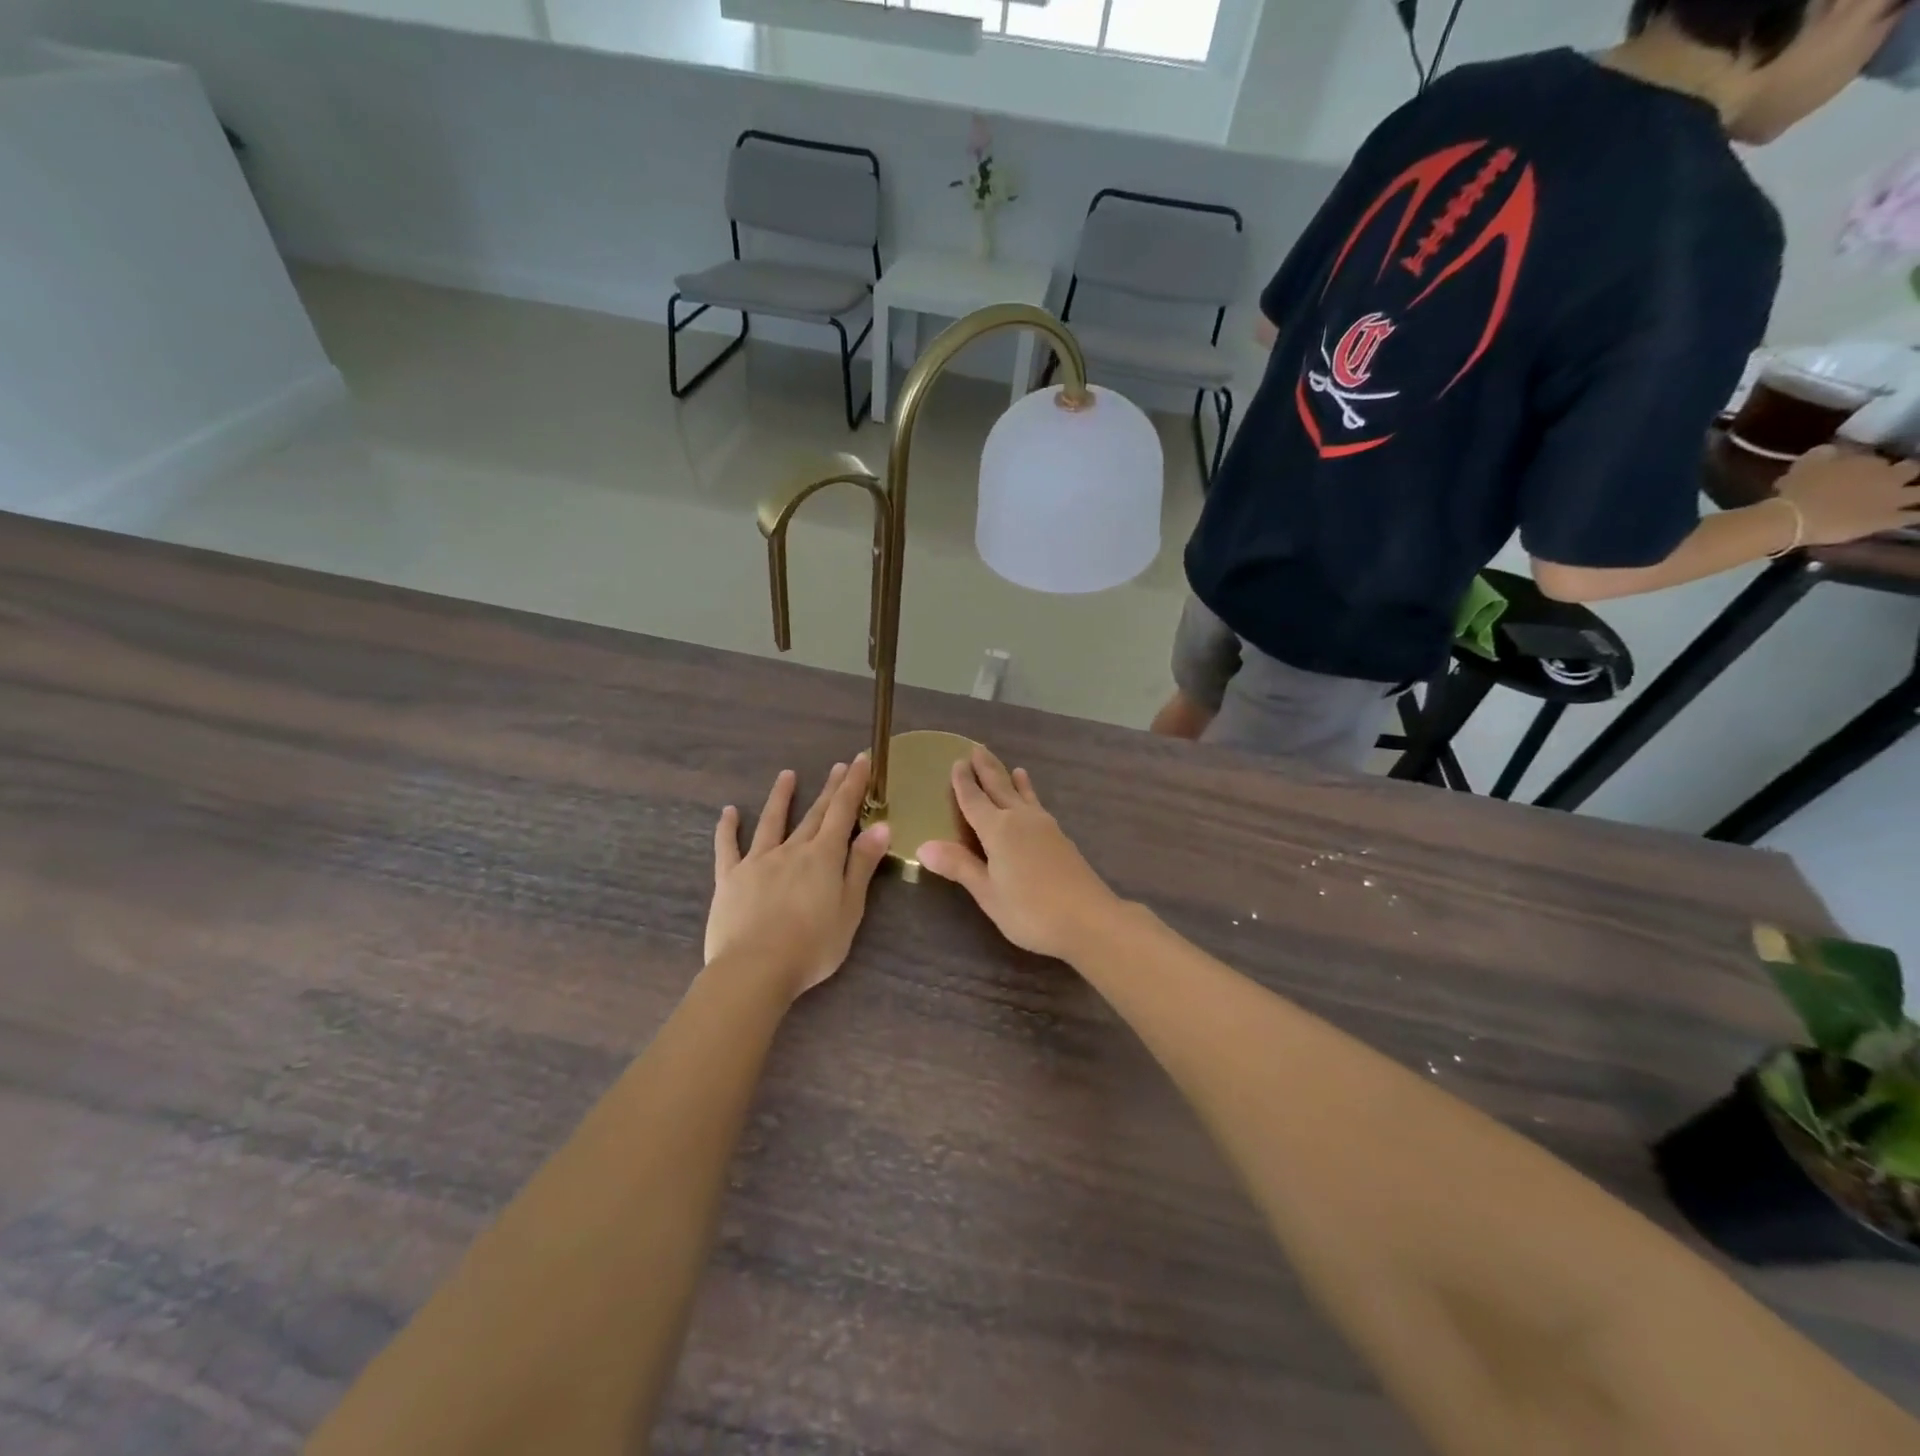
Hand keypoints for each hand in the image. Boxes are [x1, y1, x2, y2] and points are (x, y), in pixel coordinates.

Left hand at [707, 757, 891, 1000]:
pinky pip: (728, 847)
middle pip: (814, 814)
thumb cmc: (812, 945)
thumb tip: (881, 826)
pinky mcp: (730, 878)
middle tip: (838, 765)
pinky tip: (729, 812)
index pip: (842, 812)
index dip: (853, 785)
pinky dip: (728, 828)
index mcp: (824, 857)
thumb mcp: (850, 908)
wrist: (755, 969)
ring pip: (772, 822)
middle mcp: (792, 850)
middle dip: (829, 788)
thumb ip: (862, 865)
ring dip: (781, 797)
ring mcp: (758, 861)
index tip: (860, 760)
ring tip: (787, 775)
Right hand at [917, 747, 1121, 962]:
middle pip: (1000, 788)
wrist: (1089, 919)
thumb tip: (923, 846)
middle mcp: (1020, 820)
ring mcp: (1045, 828)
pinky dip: (1031, 797)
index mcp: (998, 830)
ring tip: (1014, 768)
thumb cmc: (1030, 910)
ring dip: (1013, 781)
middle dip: (987, 770)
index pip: (974, 800)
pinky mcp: (1061, 839)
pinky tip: (1035, 805)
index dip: (963, 782)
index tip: (956, 762)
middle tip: (978, 749)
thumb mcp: (988, 892)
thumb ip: (959, 866)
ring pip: (1024, 796)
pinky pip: (1038, 807)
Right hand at [1778, 445, 1919, 546]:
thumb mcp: (1806, 463)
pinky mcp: (1887, 520)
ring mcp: (1892, 499)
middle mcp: (1889, 477)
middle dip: (1905, 470)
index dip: (1868, 465)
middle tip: (1893, 477)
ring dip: (1917, 492)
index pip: (1877, 459)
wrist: (1793, 519)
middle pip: (1911, 469)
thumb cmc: (1795, 490)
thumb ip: (1826, 454)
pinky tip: (1914, 516)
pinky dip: (1915, 515)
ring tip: (1912, 496)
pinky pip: (1913, 517)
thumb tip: (1834, 452)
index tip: (1855, 471)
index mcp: (1869, 461)